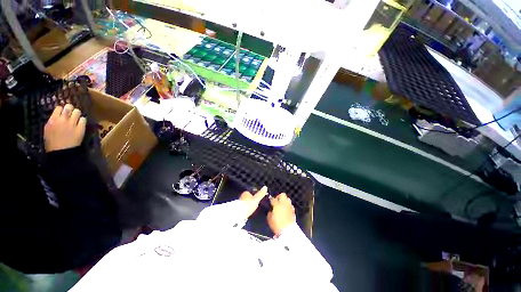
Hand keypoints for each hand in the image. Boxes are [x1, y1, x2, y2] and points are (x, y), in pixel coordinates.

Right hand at [44, 104, 85, 151]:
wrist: (61, 152)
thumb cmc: (52, 142)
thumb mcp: (47, 129)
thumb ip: (52, 120)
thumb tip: (57, 115)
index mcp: (53, 120)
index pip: (59, 107)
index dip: (62, 109)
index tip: (63, 111)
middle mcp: (63, 119)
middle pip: (69, 107)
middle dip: (70, 108)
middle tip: (71, 112)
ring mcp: (72, 123)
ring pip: (78, 111)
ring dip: (77, 114)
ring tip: (76, 118)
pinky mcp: (81, 128)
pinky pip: (84, 119)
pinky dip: (82, 120)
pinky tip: (80, 124)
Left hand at [239, 186, 267, 217]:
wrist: (239, 214)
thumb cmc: (248, 204)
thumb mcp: (256, 199)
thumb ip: (261, 194)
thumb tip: (265, 186)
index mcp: (246, 192)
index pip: (252, 191)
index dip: (256, 193)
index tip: (260, 196)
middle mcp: (242, 196)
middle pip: (249, 197)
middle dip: (252, 199)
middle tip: (258, 202)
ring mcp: (240, 202)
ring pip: (246, 202)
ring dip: (250, 204)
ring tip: (255, 207)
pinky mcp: (238, 209)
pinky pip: (245, 207)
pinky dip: (247, 208)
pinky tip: (250, 211)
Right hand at [267, 193, 295, 236]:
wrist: (288, 231)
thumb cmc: (277, 224)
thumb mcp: (269, 218)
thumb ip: (270, 212)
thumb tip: (271, 209)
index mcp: (277, 204)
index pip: (273, 198)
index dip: (271, 199)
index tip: (270, 201)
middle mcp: (284, 203)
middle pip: (282, 195)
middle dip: (279, 197)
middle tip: (276, 202)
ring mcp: (290, 206)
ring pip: (287, 199)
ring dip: (284, 201)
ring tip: (281, 206)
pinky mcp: (293, 211)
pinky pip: (290, 205)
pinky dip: (287, 206)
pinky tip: (285, 211)